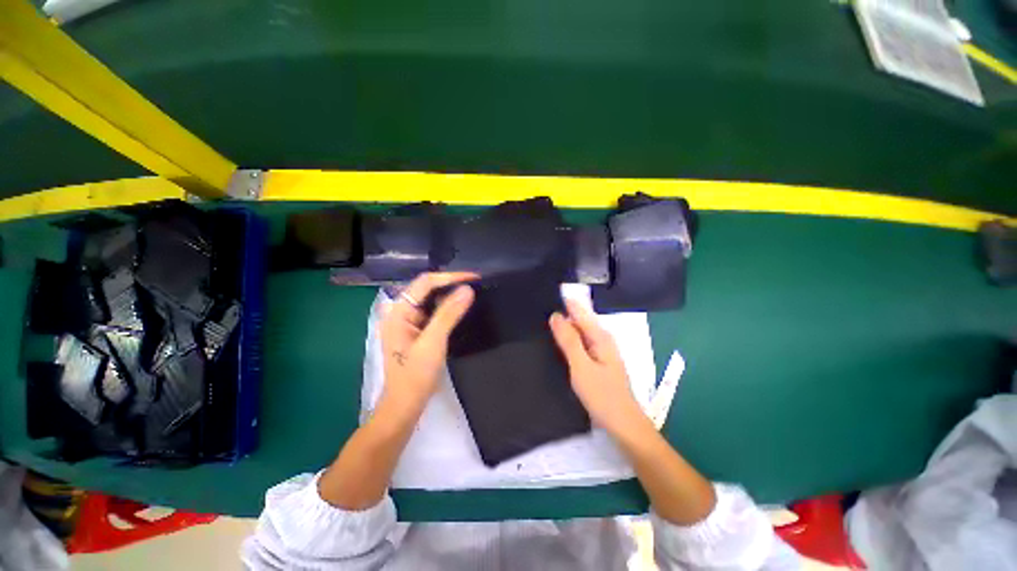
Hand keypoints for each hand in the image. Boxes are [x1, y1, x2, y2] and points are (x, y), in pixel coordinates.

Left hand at [379, 272, 475, 415]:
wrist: (406, 405)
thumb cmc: (416, 375)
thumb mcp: (433, 342)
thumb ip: (449, 314)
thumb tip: (467, 289)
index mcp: (399, 312)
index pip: (425, 283)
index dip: (450, 277)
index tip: (474, 277)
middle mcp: (401, 312)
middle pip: (427, 289)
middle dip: (451, 284)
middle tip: (476, 284)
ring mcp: (408, 322)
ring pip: (432, 300)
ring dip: (450, 296)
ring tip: (472, 293)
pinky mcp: (417, 331)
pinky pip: (434, 312)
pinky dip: (448, 308)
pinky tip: (461, 309)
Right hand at [549, 298, 646, 436]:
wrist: (623, 425)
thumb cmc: (602, 395)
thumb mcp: (581, 366)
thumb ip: (569, 340)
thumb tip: (556, 315)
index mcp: (600, 336)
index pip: (579, 310)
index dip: (563, 302)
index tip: (543, 295)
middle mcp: (602, 338)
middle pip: (579, 319)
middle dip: (562, 313)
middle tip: (536, 309)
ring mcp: (600, 350)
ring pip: (579, 332)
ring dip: (564, 327)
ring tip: (541, 323)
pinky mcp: (597, 361)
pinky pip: (580, 343)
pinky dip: (568, 340)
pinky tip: (556, 344)